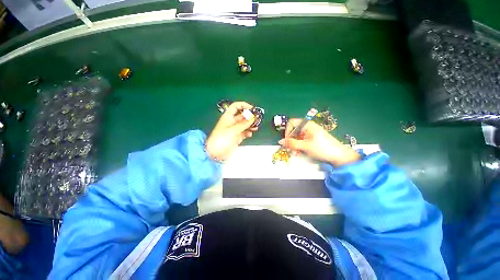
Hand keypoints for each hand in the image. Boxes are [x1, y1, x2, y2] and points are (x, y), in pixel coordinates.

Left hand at [206, 102, 256, 160]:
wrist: (215, 153)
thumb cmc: (222, 139)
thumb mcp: (233, 130)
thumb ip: (244, 124)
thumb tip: (253, 117)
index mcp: (228, 117)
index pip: (236, 106)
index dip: (244, 105)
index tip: (252, 109)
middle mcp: (232, 122)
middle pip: (242, 115)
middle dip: (250, 116)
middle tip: (258, 119)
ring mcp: (235, 130)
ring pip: (244, 124)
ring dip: (250, 125)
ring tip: (256, 127)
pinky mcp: (237, 137)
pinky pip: (244, 132)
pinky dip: (248, 132)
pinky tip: (250, 134)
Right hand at [278, 119, 360, 165]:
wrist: (339, 156)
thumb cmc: (322, 148)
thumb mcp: (305, 146)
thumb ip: (291, 143)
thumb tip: (280, 141)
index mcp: (307, 125)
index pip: (291, 123)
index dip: (287, 131)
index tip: (286, 141)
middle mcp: (308, 127)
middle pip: (293, 131)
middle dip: (290, 140)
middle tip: (290, 149)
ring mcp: (310, 133)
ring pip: (297, 137)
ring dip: (294, 145)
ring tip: (295, 153)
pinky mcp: (312, 139)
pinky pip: (301, 140)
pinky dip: (299, 146)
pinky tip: (299, 152)